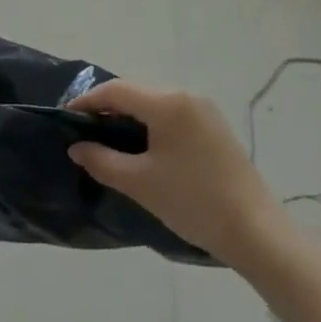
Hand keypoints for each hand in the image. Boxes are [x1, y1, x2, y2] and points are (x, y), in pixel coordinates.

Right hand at [66, 81, 286, 268]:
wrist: (255, 230)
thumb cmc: (192, 201)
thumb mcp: (140, 183)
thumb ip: (102, 160)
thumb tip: (77, 147)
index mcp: (167, 103)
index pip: (117, 91)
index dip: (88, 101)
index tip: (65, 117)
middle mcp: (186, 96)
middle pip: (136, 92)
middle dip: (108, 108)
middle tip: (84, 131)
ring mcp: (204, 110)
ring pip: (155, 103)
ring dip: (130, 116)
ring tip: (108, 140)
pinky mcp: (214, 127)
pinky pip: (172, 115)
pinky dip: (151, 124)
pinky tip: (142, 147)